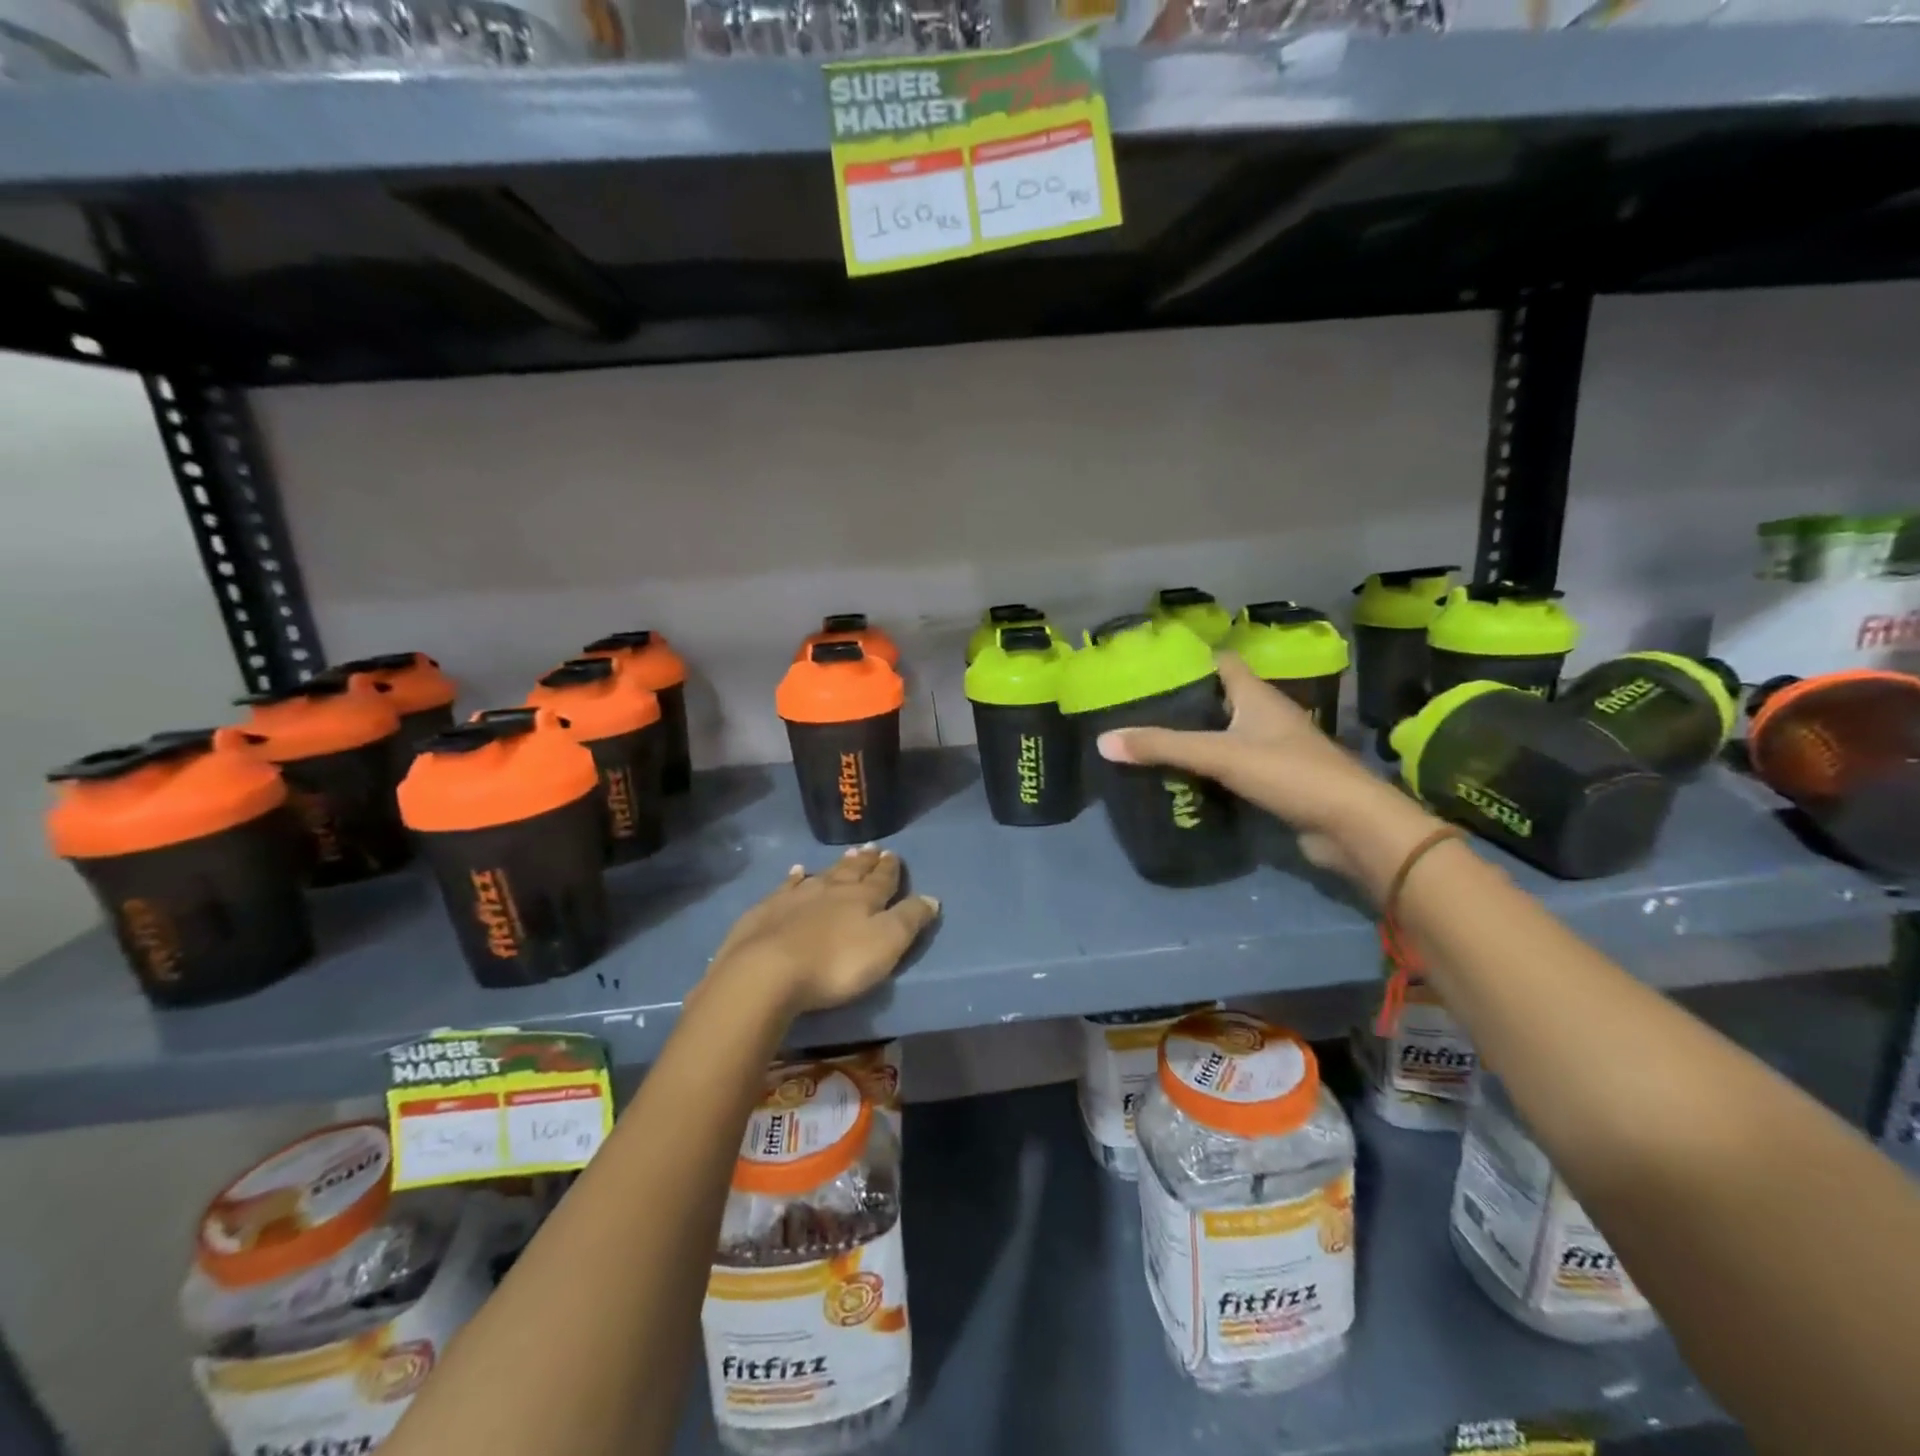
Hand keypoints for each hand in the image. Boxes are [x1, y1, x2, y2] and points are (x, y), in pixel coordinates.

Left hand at [701, 848, 938, 1017]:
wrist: (766, 971)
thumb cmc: (836, 962)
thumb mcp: (886, 944)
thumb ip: (909, 920)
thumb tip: (931, 898)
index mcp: (863, 898)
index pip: (882, 879)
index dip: (890, 868)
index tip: (893, 854)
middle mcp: (831, 889)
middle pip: (852, 871)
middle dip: (865, 861)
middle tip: (872, 848)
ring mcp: (796, 897)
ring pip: (822, 874)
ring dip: (836, 865)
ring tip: (845, 855)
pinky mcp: (767, 910)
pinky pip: (786, 886)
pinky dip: (795, 877)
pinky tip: (796, 871)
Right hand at [1097, 652, 1440, 890]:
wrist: (1350, 825)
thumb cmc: (1288, 774)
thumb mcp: (1219, 755)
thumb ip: (1162, 747)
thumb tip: (1103, 741)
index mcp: (1257, 696)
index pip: (1221, 663)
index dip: (1189, 661)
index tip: (1150, 669)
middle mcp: (1266, 716)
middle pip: (1219, 699)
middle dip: (1182, 704)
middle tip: (1138, 711)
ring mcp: (1273, 750)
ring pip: (1225, 735)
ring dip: (1194, 739)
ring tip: (1149, 742)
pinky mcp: (1275, 782)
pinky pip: (1233, 767)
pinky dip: (1208, 770)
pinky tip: (1180, 779)